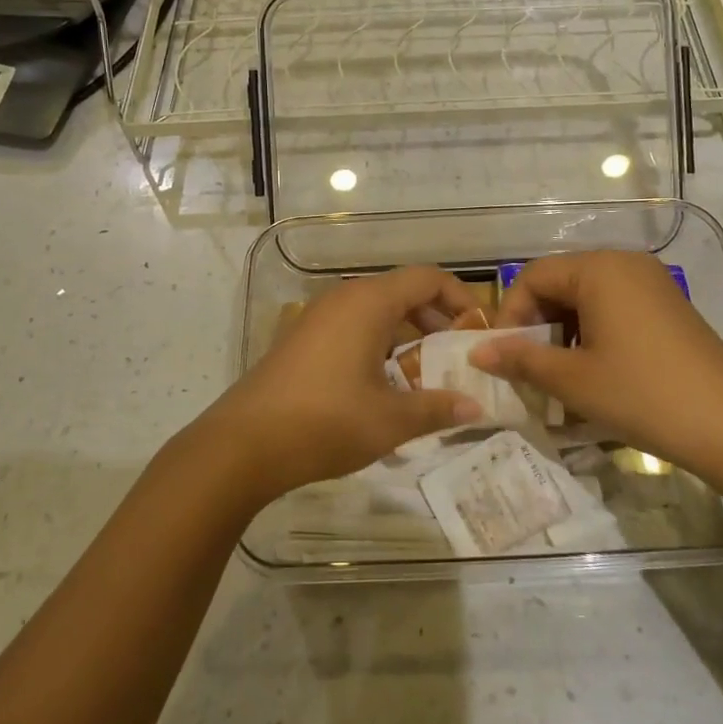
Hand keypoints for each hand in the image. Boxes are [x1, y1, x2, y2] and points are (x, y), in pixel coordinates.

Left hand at [197, 266, 487, 506]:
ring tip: (427, 375)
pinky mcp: (303, 338)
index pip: (428, 279)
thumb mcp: (390, 420)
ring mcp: (319, 317)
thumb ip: (437, 408)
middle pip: (403, 292)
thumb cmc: (325, 422)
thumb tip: (476, 408)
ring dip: (408, 335)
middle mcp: (344, 298)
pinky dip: (380, 344)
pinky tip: (386, 385)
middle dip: (436, 320)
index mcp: (369, 302)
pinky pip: (354, 326)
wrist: (243, 444)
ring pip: (377, 311)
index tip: (479, 331)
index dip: (460, 299)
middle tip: (458, 356)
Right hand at [470, 251, 722, 466]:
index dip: (510, 314)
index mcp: (598, 269)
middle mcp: (625, 263)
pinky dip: (593, 333)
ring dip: (564, 331)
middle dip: (537, 323)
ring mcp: (652, 283)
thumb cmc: (642, 394)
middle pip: (560, 283)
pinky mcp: (668, 306)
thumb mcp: (572, 380)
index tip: (504, 356)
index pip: (533, 276)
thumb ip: (520, 359)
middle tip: (530, 368)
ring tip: (561, 375)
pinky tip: (595, 372)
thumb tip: (477, 352)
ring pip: (587, 297)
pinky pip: (615, 307)